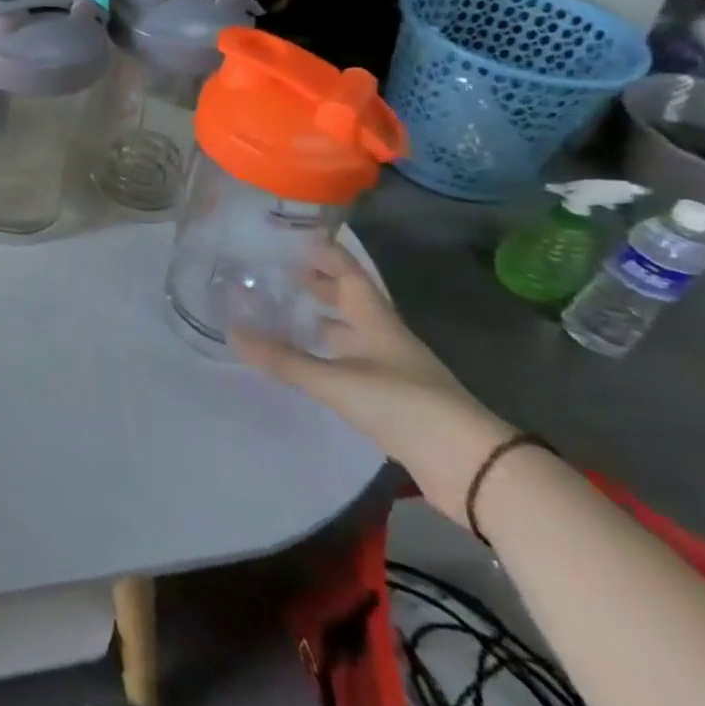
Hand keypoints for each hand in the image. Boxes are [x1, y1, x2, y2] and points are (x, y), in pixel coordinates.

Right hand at [231, 242, 514, 525]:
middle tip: (276, 274)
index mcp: (376, 321)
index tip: (292, 237)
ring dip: (320, 323)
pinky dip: (325, 358)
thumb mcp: (339, 381)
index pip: (348, 273)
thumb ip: (286, 360)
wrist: (472, 468)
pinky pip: (350, 366)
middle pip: (348, 302)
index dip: (324, 253)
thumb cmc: (406, 406)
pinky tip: (306, 363)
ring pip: (349, 336)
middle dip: (316, 286)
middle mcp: (384, 339)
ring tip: (283, 315)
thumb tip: (232, 333)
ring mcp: (391, 371)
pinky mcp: (391, 402)